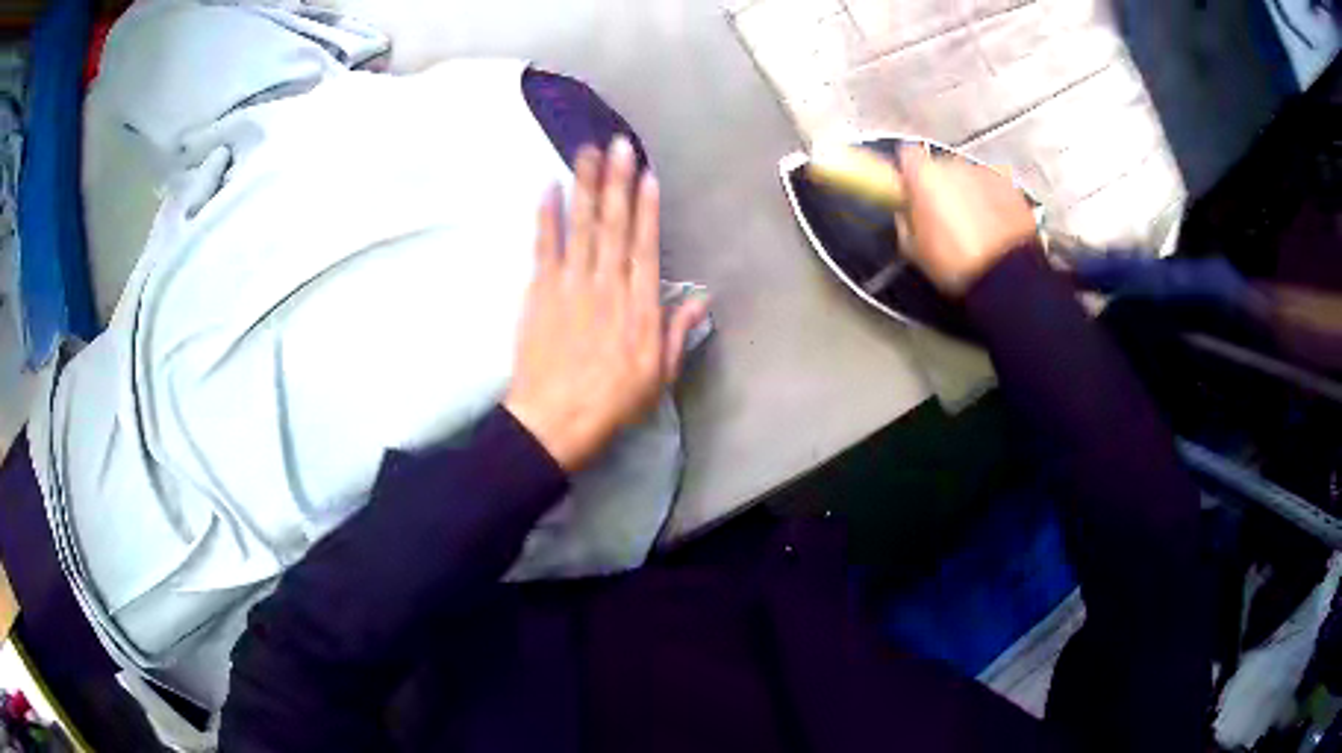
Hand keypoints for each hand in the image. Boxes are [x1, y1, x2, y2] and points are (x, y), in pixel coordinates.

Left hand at [504, 138, 709, 472]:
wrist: (555, 421)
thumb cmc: (611, 403)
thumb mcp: (658, 376)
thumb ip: (677, 332)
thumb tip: (702, 299)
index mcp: (639, 306)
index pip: (645, 246)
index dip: (647, 209)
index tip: (648, 176)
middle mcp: (607, 285)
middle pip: (614, 225)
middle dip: (617, 181)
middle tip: (619, 144)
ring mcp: (571, 285)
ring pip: (582, 227)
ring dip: (585, 186)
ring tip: (588, 152)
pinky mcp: (540, 293)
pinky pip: (544, 247)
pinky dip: (546, 216)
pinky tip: (549, 187)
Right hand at [896, 145, 1038, 295]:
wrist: (1008, 279)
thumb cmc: (956, 266)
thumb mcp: (914, 250)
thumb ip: (906, 219)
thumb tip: (907, 212)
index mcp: (925, 176)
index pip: (907, 154)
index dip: (908, 173)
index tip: (910, 190)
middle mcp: (954, 165)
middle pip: (941, 166)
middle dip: (941, 185)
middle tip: (944, 216)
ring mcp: (985, 174)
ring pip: (969, 177)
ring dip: (968, 193)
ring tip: (973, 225)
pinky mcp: (1010, 186)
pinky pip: (993, 188)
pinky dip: (991, 200)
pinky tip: (994, 227)